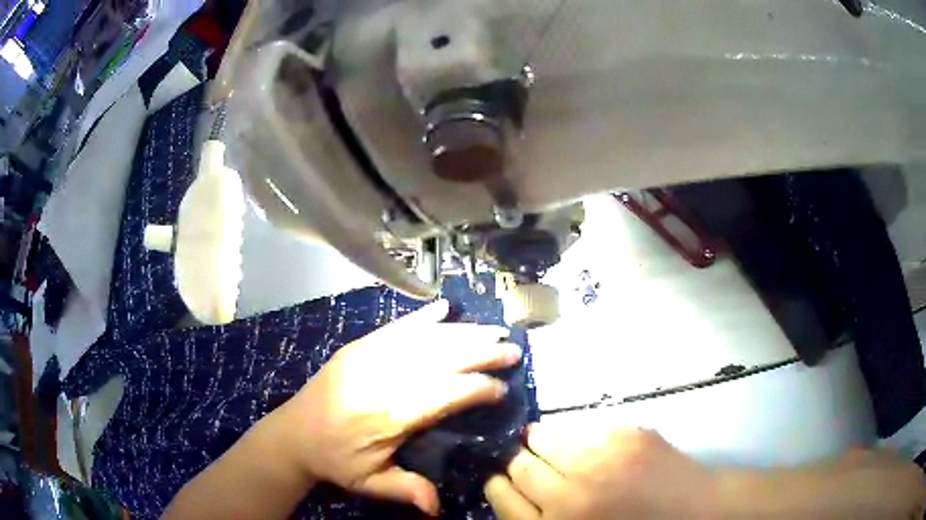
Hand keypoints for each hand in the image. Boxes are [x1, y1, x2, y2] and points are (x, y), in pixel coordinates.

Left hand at [258, 300, 520, 515]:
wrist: (292, 433)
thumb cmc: (335, 460)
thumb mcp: (368, 483)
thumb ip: (405, 489)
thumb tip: (438, 507)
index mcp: (386, 415)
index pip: (442, 394)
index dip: (474, 388)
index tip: (501, 388)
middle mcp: (380, 379)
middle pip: (438, 360)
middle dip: (479, 353)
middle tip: (511, 350)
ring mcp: (367, 357)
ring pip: (423, 340)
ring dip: (461, 333)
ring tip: (493, 330)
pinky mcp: (357, 347)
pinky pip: (395, 327)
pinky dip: (421, 317)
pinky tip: (444, 308)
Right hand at [485, 420, 717, 518]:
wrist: (694, 512)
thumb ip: (538, 517)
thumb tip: (510, 488)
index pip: (500, 494)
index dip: (497, 483)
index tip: (502, 478)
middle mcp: (569, 494)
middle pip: (518, 463)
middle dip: (516, 460)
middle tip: (528, 461)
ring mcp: (600, 460)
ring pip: (545, 436)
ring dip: (543, 441)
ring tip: (554, 446)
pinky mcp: (627, 435)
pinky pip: (582, 425)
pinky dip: (577, 433)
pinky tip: (588, 442)